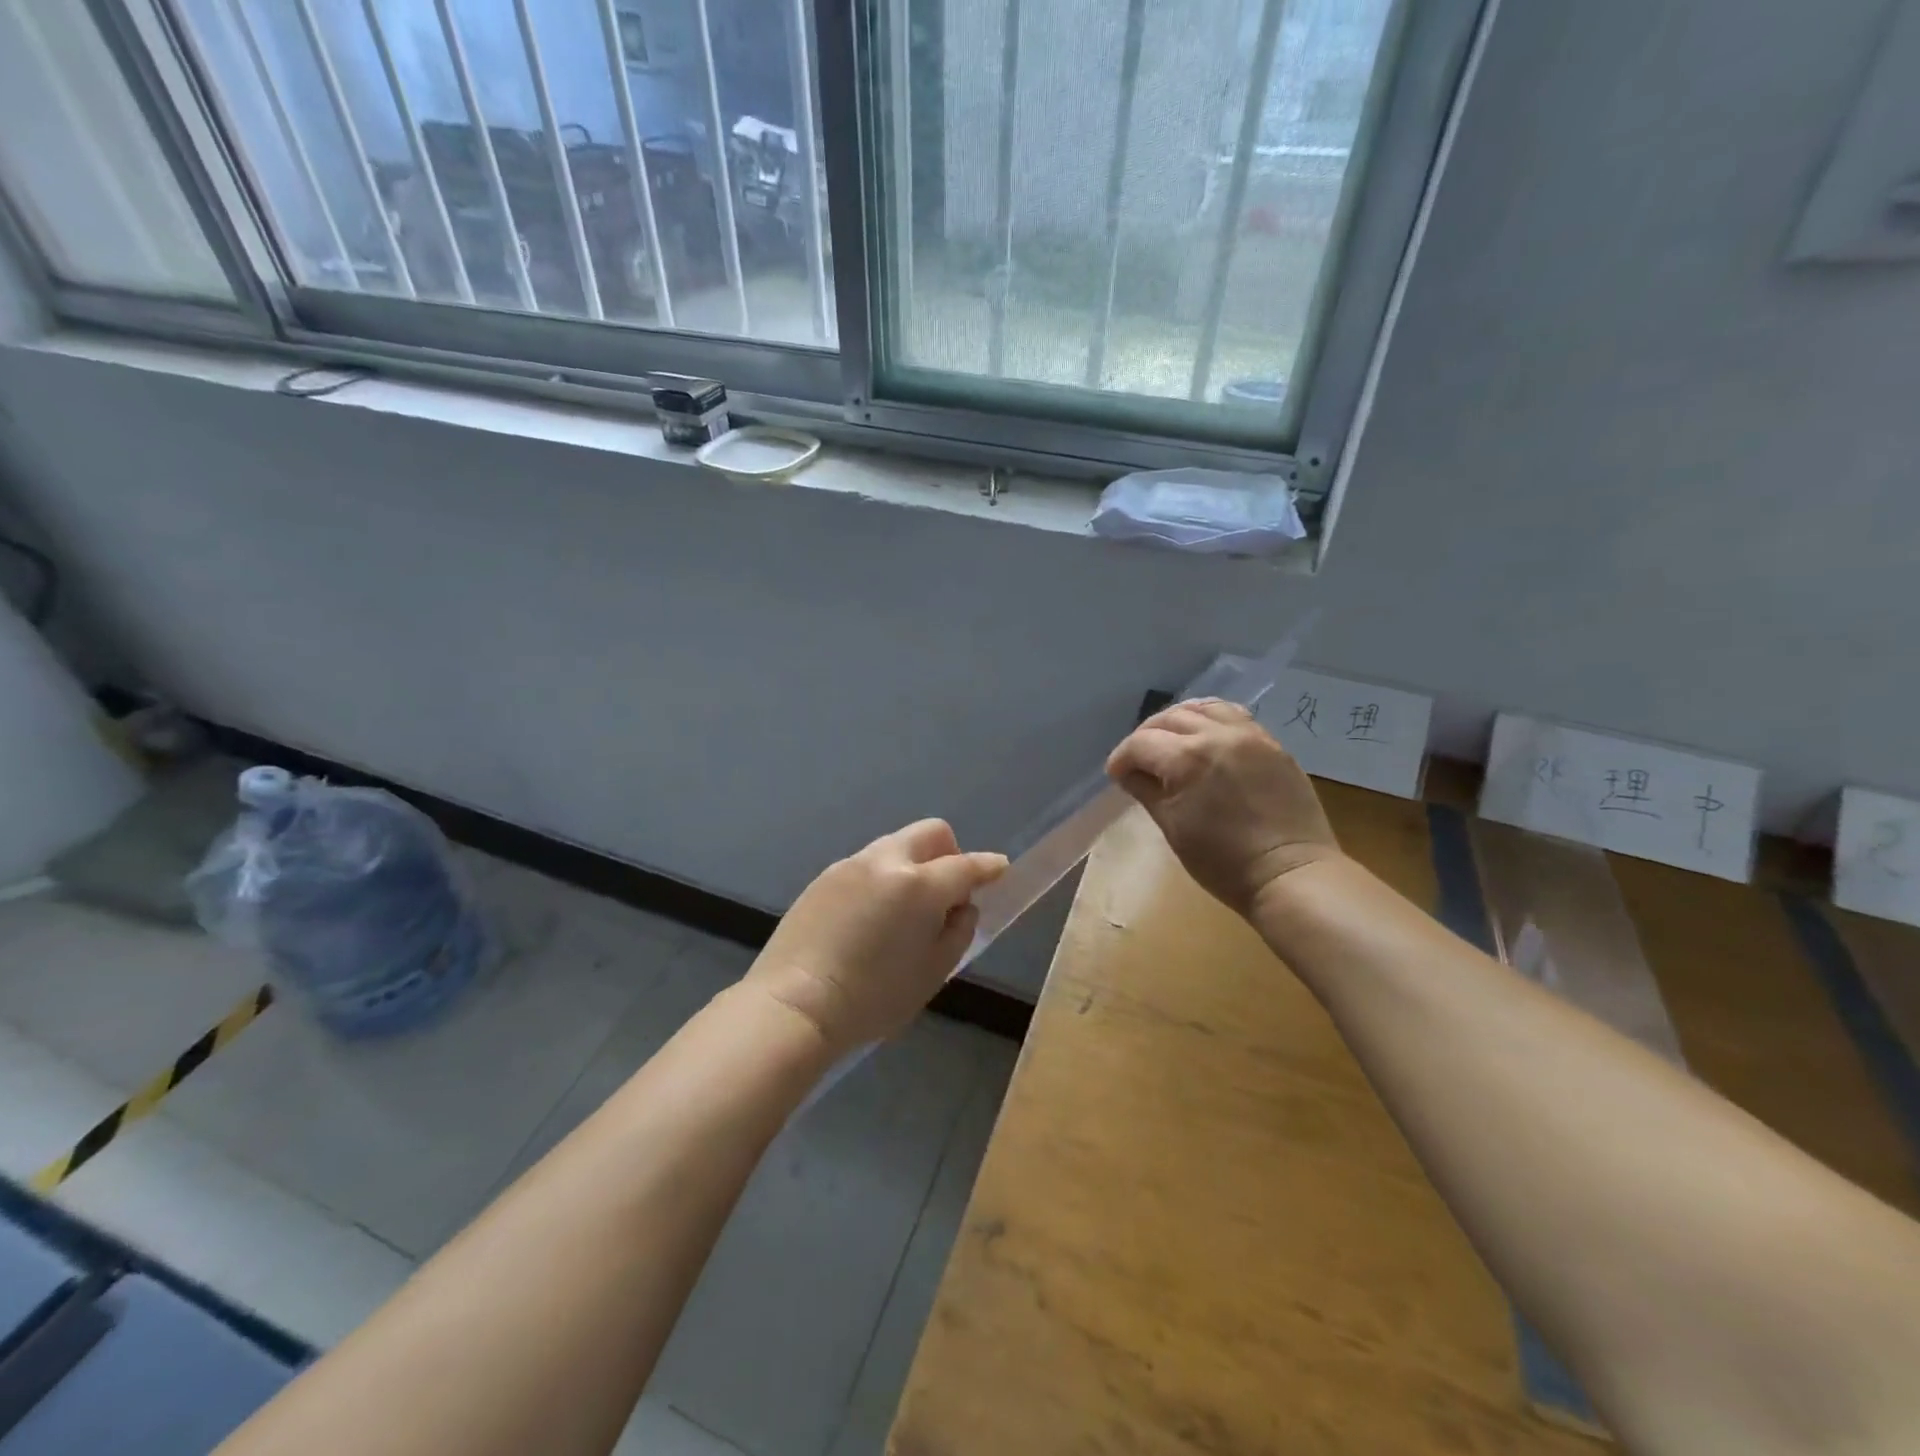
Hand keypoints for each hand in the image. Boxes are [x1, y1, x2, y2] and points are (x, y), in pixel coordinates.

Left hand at [745, 820, 1008, 1054]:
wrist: (794, 1005)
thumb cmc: (872, 999)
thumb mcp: (933, 973)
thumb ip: (958, 931)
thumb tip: (961, 906)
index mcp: (918, 885)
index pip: (966, 865)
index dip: (989, 867)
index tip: (1000, 869)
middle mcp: (885, 861)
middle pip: (930, 833)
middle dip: (949, 854)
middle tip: (946, 894)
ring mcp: (850, 865)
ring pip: (896, 846)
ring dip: (912, 866)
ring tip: (902, 912)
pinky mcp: (824, 877)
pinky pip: (866, 866)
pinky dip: (881, 879)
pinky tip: (868, 919)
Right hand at [1107, 698, 1341, 915]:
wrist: (1291, 874)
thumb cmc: (1224, 862)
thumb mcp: (1174, 828)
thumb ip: (1147, 792)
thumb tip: (1129, 773)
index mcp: (1187, 758)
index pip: (1141, 743)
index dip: (1122, 758)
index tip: (1116, 776)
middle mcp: (1217, 735)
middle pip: (1169, 719)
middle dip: (1146, 737)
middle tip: (1138, 760)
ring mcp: (1249, 735)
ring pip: (1202, 709)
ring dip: (1178, 721)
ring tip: (1170, 741)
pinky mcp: (1272, 744)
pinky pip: (1234, 715)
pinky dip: (1211, 719)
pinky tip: (1206, 736)